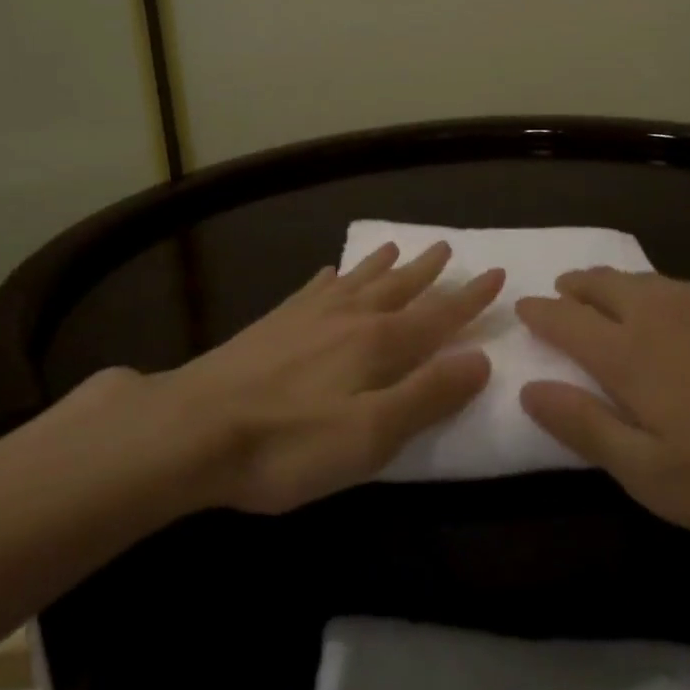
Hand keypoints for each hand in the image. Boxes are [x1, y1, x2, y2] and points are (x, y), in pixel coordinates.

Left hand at [154, 242, 501, 514]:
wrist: (193, 428)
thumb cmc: (289, 443)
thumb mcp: (370, 434)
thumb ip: (427, 395)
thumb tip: (481, 358)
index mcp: (379, 344)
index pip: (438, 316)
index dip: (470, 298)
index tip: (496, 273)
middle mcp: (349, 317)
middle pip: (398, 288)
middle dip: (427, 271)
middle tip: (446, 247)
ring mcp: (308, 316)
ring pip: (357, 281)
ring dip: (382, 265)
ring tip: (398, 247)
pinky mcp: (274, 324)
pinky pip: (313, 289)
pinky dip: (330, 278)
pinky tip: (329, 272)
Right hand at [516, 270, 689, 552]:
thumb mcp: (653, 476)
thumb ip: (586, 427)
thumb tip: (528, 388)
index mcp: (627, 352)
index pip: (566, 320)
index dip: (540, 313)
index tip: (523, 308)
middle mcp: (657, 312)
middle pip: (601, 285)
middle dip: (574, 286)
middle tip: (561, 290)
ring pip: (641, 279)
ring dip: (613, 283)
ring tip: (605, 292)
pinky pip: (679, 285)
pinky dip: (655, 289)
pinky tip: (671, 306)